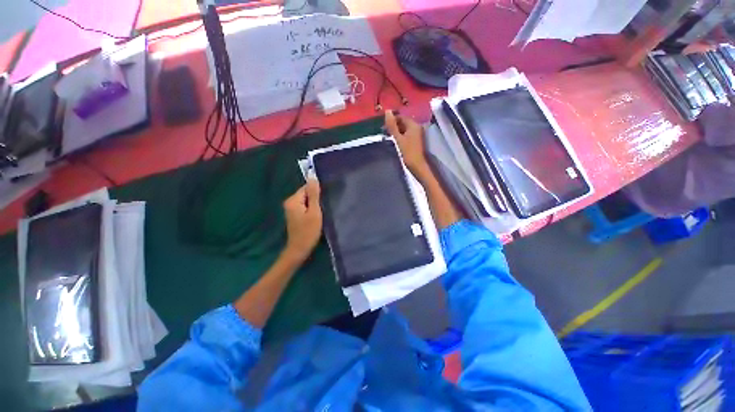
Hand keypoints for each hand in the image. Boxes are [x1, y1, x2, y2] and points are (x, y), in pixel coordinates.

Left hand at [283, 179, 322, 262]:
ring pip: (306, 200)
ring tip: (320, 213)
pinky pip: (304, 206)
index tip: (324, 201)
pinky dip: (310, 209)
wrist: (299, 249)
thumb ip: (314, 195)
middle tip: (323, 209)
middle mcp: (289, 202)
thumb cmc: (308, 231)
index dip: (316, 193)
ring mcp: (291, 209)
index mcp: (293, 200)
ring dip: (314, 205)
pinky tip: (315, 216)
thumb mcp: (314, 212)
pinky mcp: (294, 215)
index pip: (306, 188)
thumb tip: (312, 177)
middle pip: (305, 193)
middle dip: (315, 199)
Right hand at [385, 110, 429, 178]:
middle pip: (403, 123)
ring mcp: (418, 135)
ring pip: (405, 129)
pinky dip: (401, 137)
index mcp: (413, 125)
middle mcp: (417, 127)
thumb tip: (387, 111)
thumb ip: (392, 126)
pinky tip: (396, 142)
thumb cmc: (407, 152)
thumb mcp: (398, 139)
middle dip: (394, 127)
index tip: (383, 128)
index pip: (401, 117)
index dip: (391, 120)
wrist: (418, 166)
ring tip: (389, 139)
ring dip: (397, 132)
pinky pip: (407, 135)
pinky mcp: (417, 141)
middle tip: (385, 134)